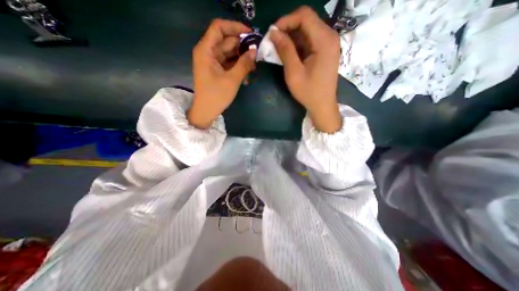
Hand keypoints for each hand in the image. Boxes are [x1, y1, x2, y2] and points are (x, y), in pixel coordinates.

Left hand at [188, 19, 256, 127]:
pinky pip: (228, 63)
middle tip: (257, 54)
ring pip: (229, 53)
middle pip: (226, 41)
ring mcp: (212, 62)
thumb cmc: (216, 96)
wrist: (206, 111)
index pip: (219, 27)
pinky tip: (247, 74)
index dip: (235, 27)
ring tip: (254, 66)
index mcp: (206, 50)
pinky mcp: (216, 70)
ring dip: (242, 58)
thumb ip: (244, 64)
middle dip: (242, 46)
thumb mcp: (232, 79)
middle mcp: (208, 52)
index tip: (250, 34)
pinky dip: (237, 66)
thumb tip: (255, 51)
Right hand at [270, 5, 343, 132]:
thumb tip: (273, 32)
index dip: (285, 21)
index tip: (272, 34)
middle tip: (273, 43)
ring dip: (291, 38)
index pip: (304, 16)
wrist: (322, 105)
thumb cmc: (309, 92)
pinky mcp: (325, 51)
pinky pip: (309, 40)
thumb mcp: (294, 72)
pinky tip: (289, 54)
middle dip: (287, 29)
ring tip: (279, 50)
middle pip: (306, 21)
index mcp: (324, 40)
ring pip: (307, 30)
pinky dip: (297, 44)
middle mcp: (329, 36)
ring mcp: (328, 43)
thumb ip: (285, 50)